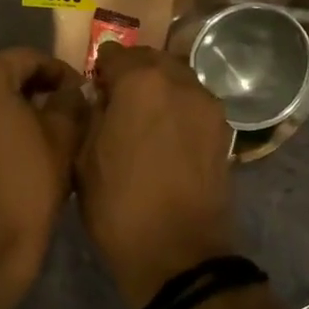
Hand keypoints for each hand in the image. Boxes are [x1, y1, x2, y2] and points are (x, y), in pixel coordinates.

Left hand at [0, 48, 88, 308]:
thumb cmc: (29, 184)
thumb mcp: (63, 137)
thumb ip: (70, 100)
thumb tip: (71, 89)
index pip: (28, 58)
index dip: (59, 71)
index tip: (81, 90)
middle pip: (1, 76)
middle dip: (34, 87)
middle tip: (66, 108)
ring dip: (12, 107)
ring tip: (43, 129)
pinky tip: (15, 148)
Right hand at [75, 43, 237, 308]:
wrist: (177, 254)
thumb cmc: (118, 207)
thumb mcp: (84, 159)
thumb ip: (91, 116)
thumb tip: (100, 99)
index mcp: (141, 83)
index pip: (116, 54)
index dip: (101, 69)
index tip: (93, 86)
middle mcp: (181, 83)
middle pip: (154, 60)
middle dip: (134, 72)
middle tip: (116, 99)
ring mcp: (209, 107)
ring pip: (179, 80)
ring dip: (159, 89)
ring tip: (143, 118)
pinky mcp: (224, 132)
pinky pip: (195, 105)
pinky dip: (178, 109)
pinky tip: (165, 135)